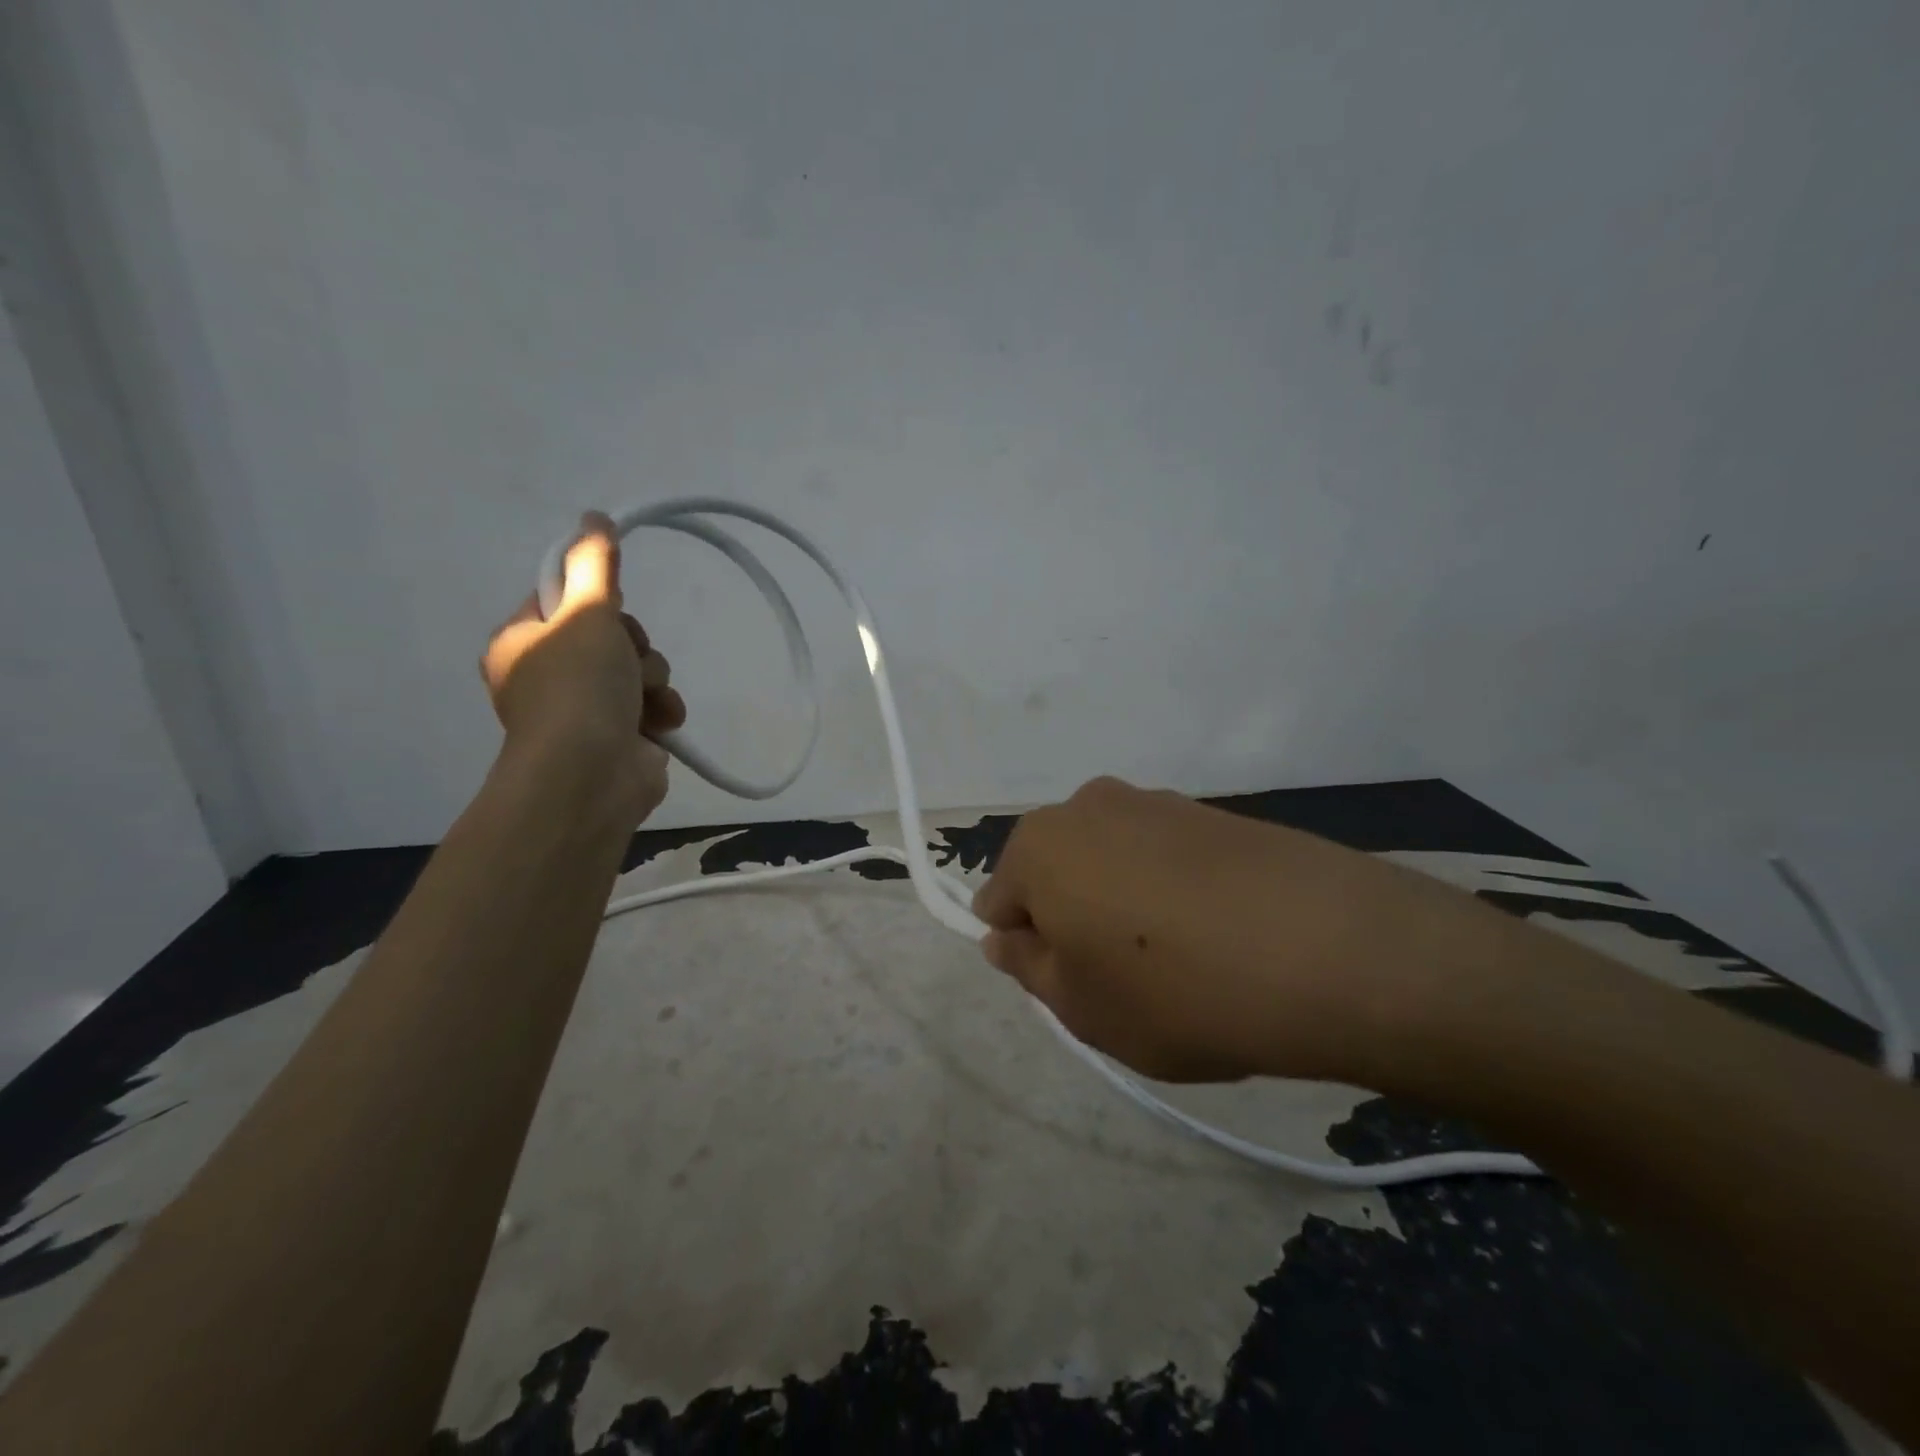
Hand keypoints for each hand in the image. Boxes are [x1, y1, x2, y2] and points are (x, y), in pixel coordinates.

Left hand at [480, 512, 686, 825]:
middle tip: (628, 659)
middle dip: (634, 647)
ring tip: (649, 698)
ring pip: (638, 669)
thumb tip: (593, 516)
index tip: (611, 608)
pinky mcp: (621, 736)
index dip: (596, 601)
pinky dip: (662, 708)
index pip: (563, 599)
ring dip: (653, 679)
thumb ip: (594, 565)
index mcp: (522, 643)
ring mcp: (585, 710)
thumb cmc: (577, 688)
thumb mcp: (585, 614)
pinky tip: (662, 719)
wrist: (592, 775)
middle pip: (610, 634)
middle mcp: (549, 674)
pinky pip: (652, 703)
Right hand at [971, 776, 1507, 1084]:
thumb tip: (1007, 935)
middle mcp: (1090, 805)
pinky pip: (1167, 856)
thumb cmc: (1175, 989)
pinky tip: (1220, 935)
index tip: (1070, 986)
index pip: (1000, 899)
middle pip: (1057, 871)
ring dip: (1125, 903)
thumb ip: (1028, 967)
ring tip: (1180, 960)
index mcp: (1040, 845)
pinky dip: (1174, 891)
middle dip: (1073, 919)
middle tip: (1121, 979)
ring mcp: (1158, 802)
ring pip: (1113, 862)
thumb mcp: (1080, 1007)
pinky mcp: (1215, 812)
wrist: (1328, 949)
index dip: (1028, 949)